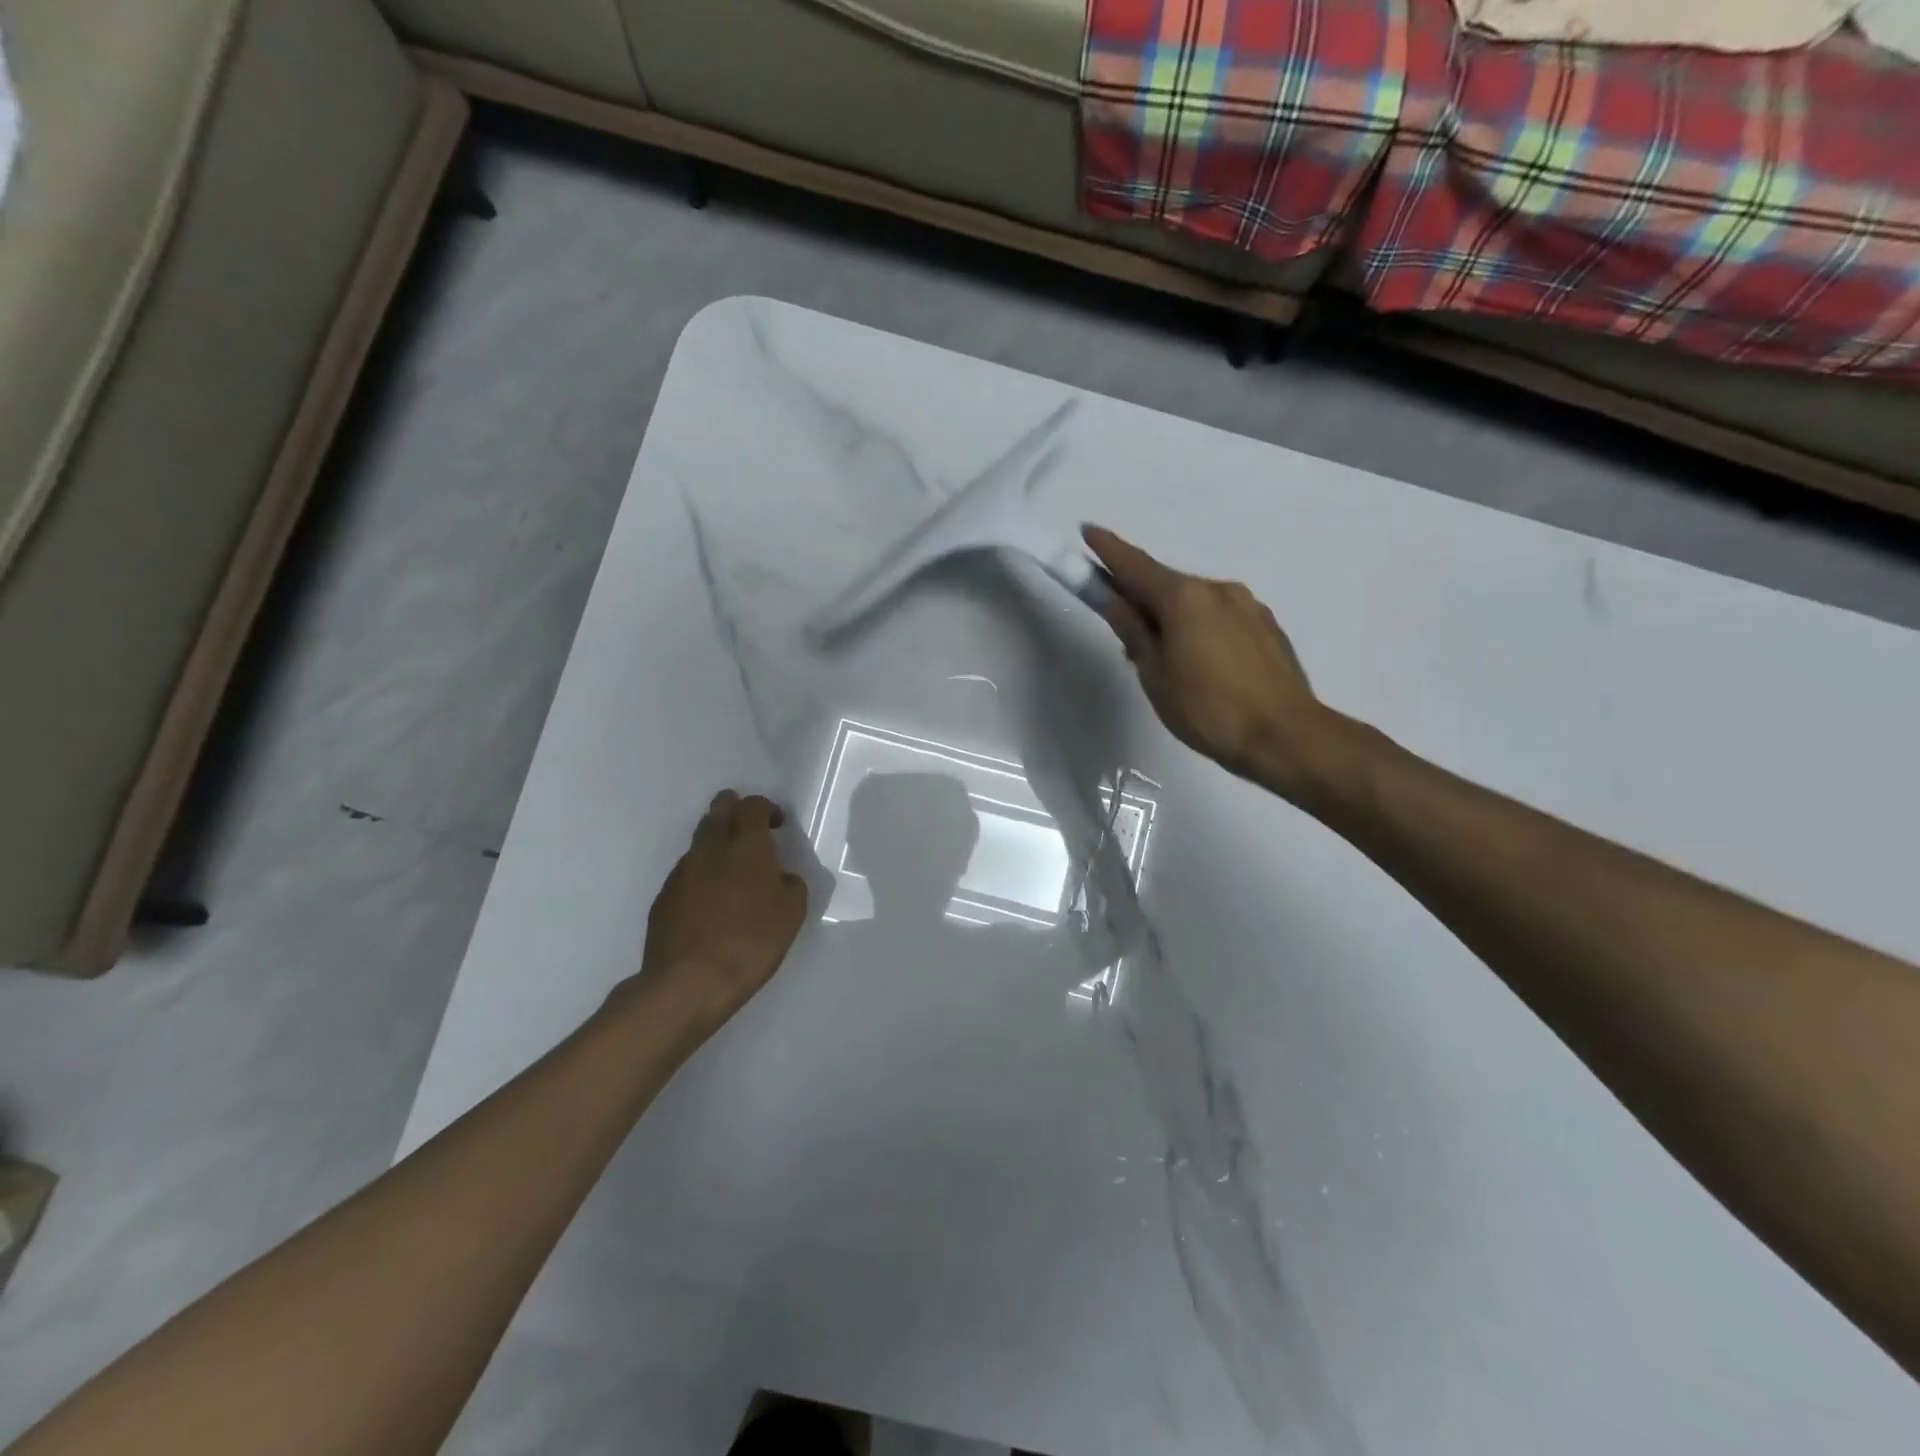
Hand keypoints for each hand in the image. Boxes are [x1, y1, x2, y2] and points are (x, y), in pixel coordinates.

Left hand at [635, 791, 808, 1033]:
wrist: (688, 983)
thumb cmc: (750, 941)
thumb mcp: (792, 912)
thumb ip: (789, 883)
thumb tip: (779, 876)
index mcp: (745, 844)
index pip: (752, 805)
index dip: (766, 808)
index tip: (778, 825)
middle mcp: (710, 848)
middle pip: (719, 809)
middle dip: (736, 811)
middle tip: (752, 832)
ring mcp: (682, 871)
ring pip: (700, 841)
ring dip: (718, 845)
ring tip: (734, 874)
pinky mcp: (664, 897)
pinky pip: (687, 872)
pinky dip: (703, 876)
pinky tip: (713, 904)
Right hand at [1084, 525, 1338, 799]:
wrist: (1286, 736)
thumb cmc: (1208, 710)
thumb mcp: (1156, 675)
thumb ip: (1133, 631)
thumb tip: (1111, 599)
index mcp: (1185, 598)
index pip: (1135, 566)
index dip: (1108, 550)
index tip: (1087, 531)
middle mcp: (1217, 589)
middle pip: (1165, 584)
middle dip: (1139, 596)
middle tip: (1119, 623)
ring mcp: (1247, 606)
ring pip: (1195, 602)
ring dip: (1171, 616)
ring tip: (1162, 657)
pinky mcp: (1266, 626)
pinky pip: (1219, 616)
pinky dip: (1198, 627)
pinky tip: (1199, 661)